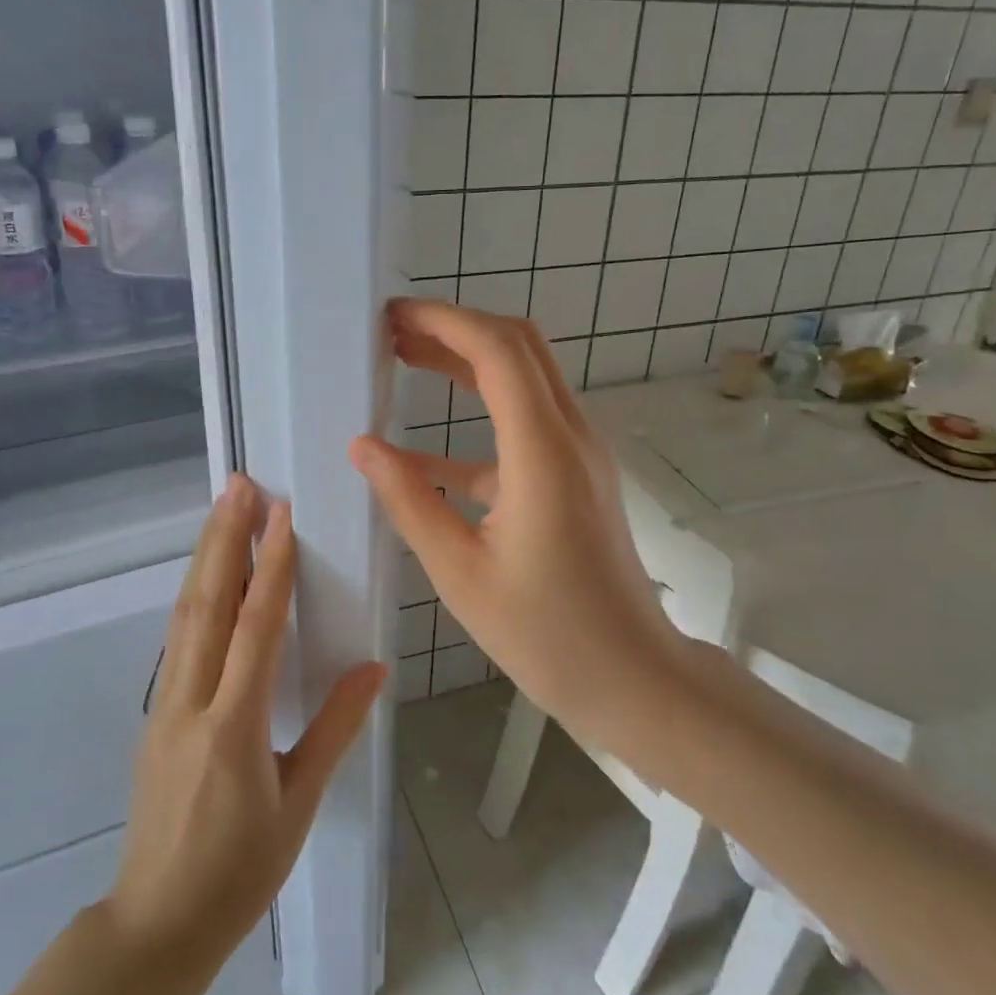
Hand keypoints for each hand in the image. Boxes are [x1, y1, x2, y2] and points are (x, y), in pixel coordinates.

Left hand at [107, 474, 386, 960]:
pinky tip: (207, 576)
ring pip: (185, 616)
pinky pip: (178, 639)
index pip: (255, 628)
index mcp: (233, 726)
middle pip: (207, 605)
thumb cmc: (239, 870)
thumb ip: (335, 729)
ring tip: (221, 511)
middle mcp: (191, 703)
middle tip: (238, 486)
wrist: (156, 924)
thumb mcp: (298, 803)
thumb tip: (373, 669)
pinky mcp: (156, 713)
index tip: (280, 515)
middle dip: (224, 540)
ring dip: (205, 558)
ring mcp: (165, 705)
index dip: (271, 567)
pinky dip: (194, 595)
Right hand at [350, 299, 687, 746]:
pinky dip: (479, 421)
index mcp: (542, 451)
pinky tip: (425, 452)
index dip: (444, 320)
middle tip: (394, 333)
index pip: (497, 350)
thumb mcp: (460, 571)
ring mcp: (579, 454)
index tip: (393, 317)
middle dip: (455, 328)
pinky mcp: (576, 477)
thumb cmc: (546, 633)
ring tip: (405, 362)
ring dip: (468, 363)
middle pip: (519, 347)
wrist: (632, 676)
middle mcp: (570, 435)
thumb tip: (363, 446)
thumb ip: (409, 501)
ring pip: (525, 379)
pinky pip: (526, 427)